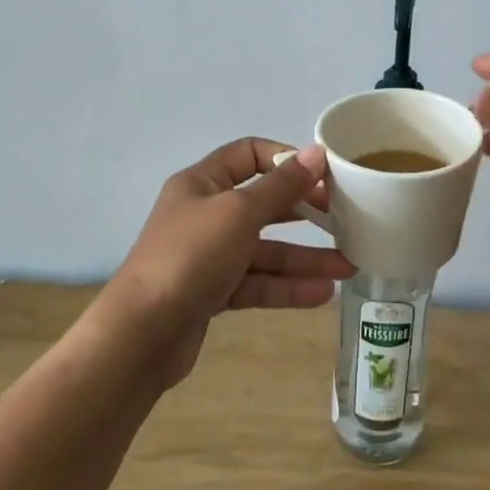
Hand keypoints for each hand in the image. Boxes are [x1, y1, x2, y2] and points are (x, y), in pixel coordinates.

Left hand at [107, 138, 354, 387]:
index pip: (248, 154)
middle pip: (262, 204)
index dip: (285, 159)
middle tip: (344, 218)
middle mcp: (204, 215)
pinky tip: (321, 293)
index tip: (322, 174)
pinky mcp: (212, 294)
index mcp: (202, 183)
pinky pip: (257, 283)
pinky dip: (286, 286)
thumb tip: (316, 153)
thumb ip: (282, 186)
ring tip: (348, 266)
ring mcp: (208, 256)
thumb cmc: (190, 257)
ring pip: (264, 250)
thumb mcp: (239, 213)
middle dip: (304, 212)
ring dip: (304, 257)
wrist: (141, 336)